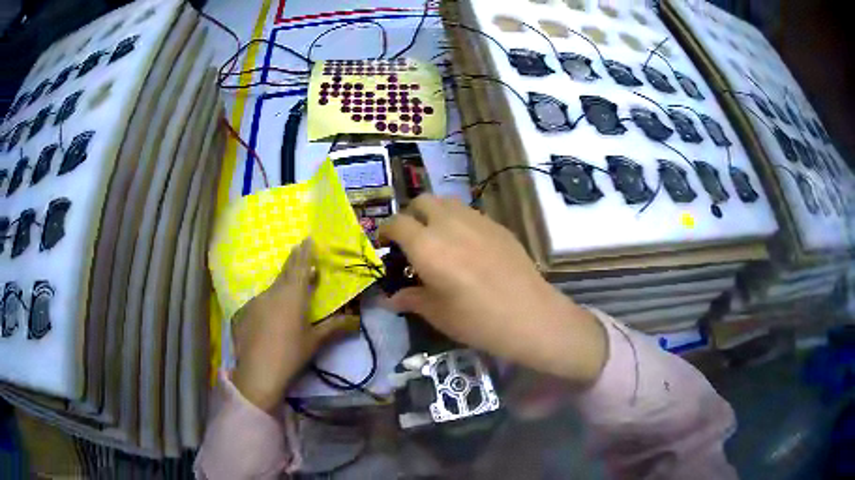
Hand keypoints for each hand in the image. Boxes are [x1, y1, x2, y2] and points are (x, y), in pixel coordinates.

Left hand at [231, 238, 354, 411]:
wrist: (258, 372)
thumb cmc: (291, 354)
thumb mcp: (315, 341)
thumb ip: (334, 327)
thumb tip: (355, 321)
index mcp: (292, 296)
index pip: (300, 268)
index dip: (305, 253)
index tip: (308, 239)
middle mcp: (273, 293)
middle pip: (285, 272)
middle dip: (294, 260)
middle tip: (299, 248)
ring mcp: (257, 302)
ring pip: (273, 286)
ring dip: (283, 282)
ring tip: (291, 285)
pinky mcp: (246, 313)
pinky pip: (263, 299)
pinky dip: (272, 298)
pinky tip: (274, 310)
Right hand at [378, 195, 606, 385]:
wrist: (529, 315)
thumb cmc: (476, 319)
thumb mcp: (437, 313)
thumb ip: (410, 299)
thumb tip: (390, 299)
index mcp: (426, 245)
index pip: (397, 223)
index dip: (386, 231)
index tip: (386, 245)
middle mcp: (448, 223)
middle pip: (422, 201)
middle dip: (411, 215)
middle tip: (413, 239)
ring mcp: (476, 220)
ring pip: (447, 202)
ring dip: (436, 214)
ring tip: (440, 239)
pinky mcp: (498, 225)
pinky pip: (470, 213)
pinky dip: (459, 221)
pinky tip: (468, 247)